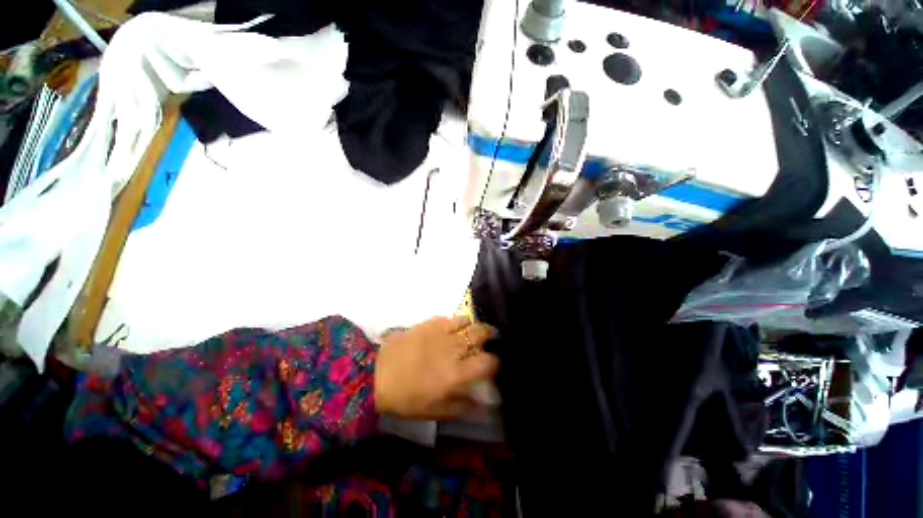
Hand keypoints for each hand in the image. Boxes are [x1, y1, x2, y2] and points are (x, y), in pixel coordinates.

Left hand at [374, 316, 498, 419]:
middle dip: (489, 335)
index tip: (492, 364)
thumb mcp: (434, 411)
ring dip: (472, 327)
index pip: (488, 362)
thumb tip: (485, 406)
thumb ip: (463, 406)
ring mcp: (441, 331)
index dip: (495, 362)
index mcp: (456, 373)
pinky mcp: (429, 322)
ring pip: (468, 321)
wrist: (375, 374)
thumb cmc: (406, 397)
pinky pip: (450, 317)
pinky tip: (451, 328)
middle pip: (482, 333)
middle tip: (488, 340)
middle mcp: (453, 348)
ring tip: (470, 332)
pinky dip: (455, 322)